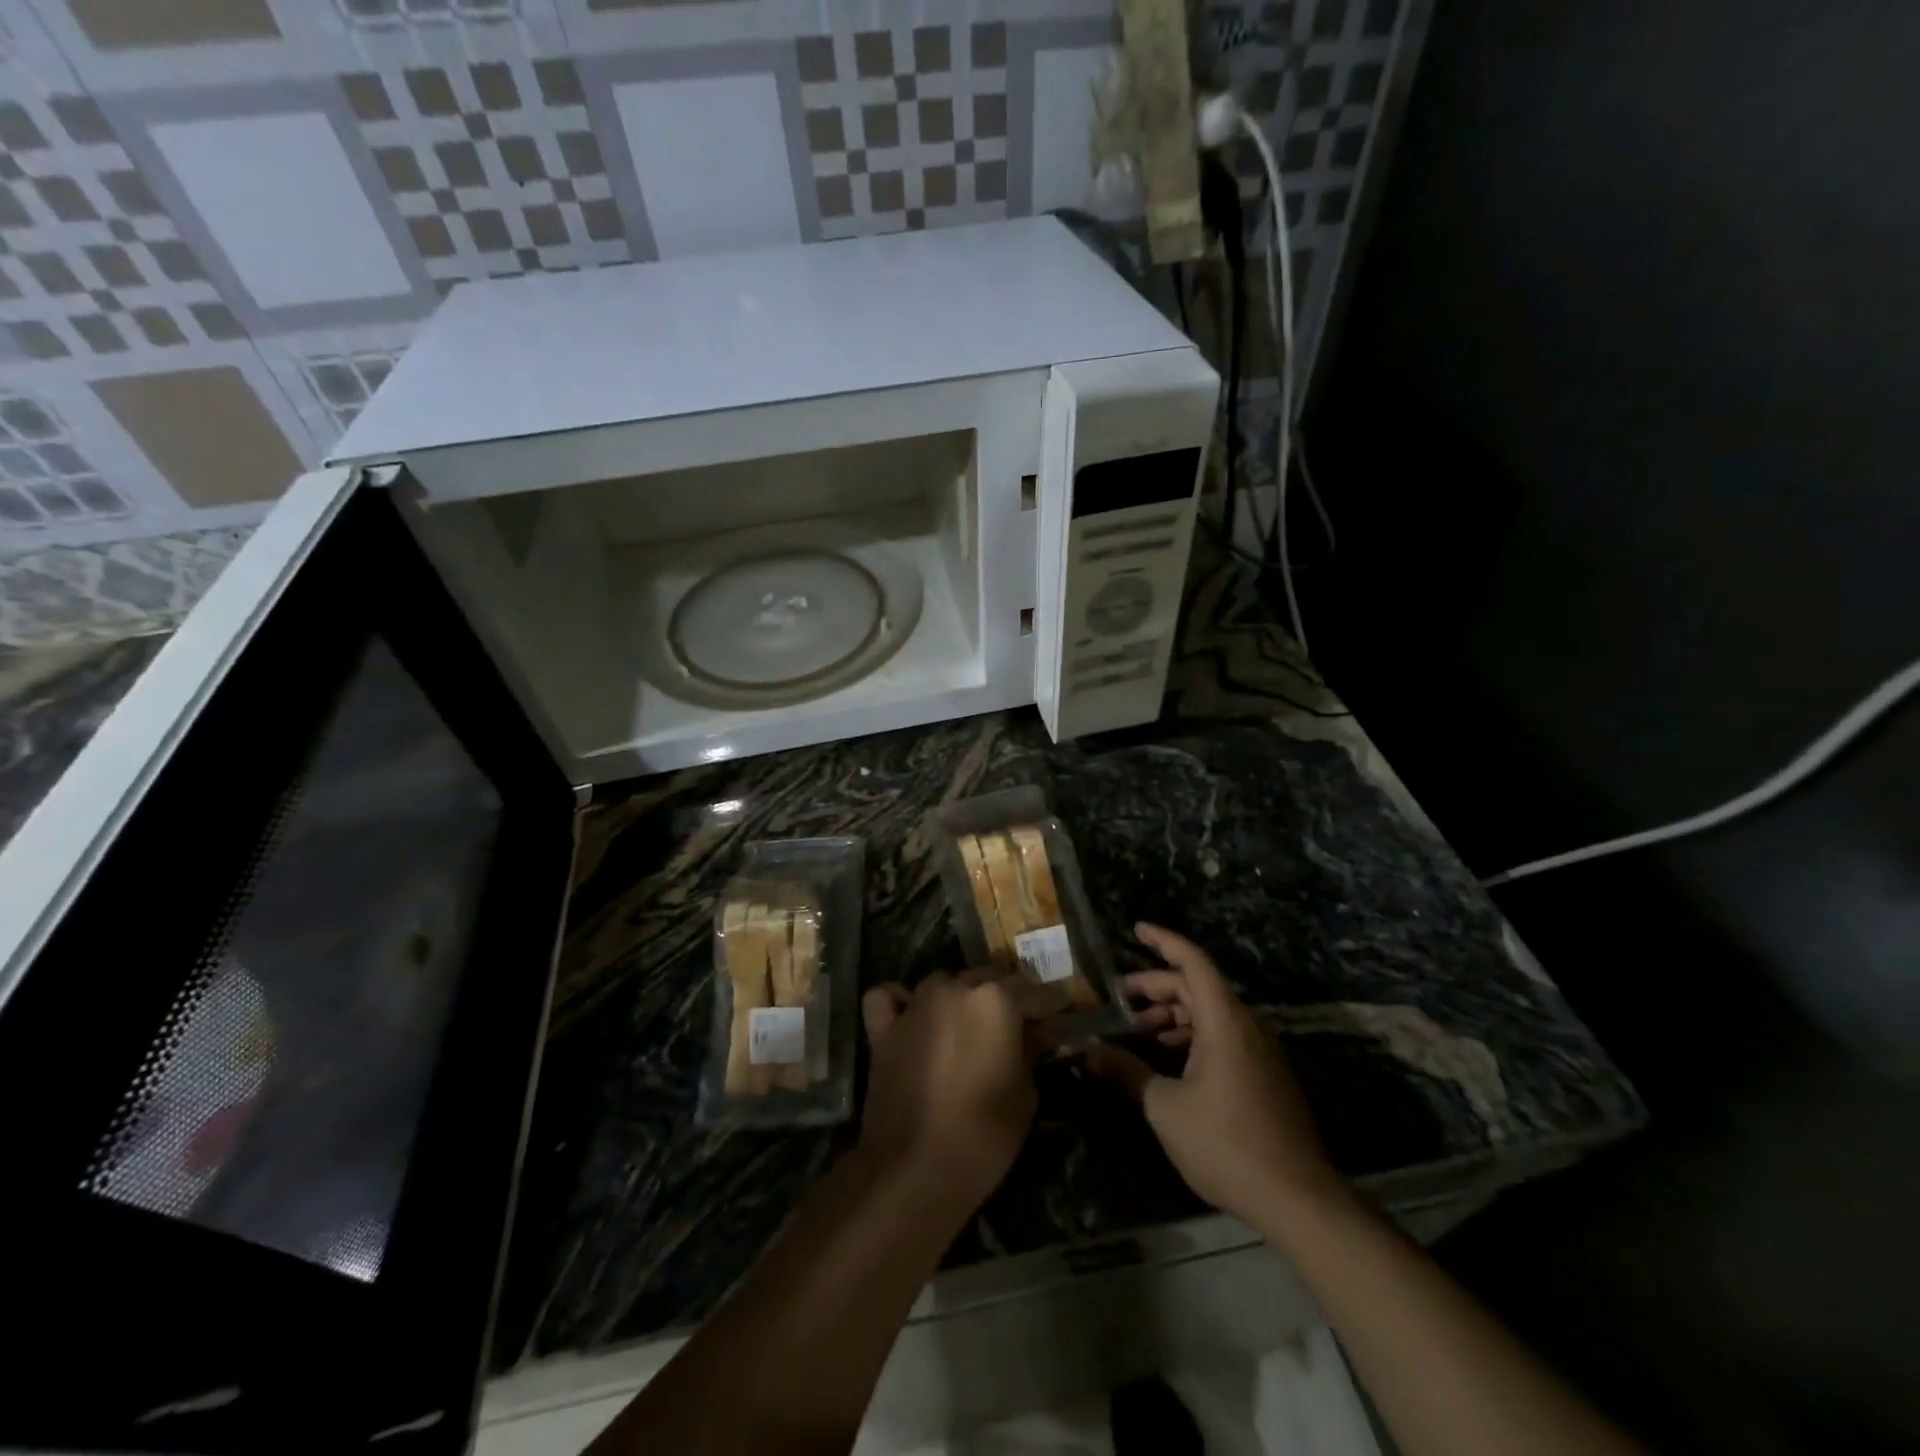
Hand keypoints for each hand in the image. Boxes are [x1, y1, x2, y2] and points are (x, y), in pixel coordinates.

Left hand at [859, 972, 1037, 1210]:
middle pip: (986, 980)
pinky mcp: (884, 1028)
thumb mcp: (1026, 1096)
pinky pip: (890, 999)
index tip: (1055, 1024)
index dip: (1046, 1009)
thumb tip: (1036, 1034)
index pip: (1032, 990)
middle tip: (1012, 1032)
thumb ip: (1031, 1052)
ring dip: (957, 999)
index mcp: (995, 999)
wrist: (913, 1169)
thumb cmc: (983, 1135)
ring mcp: (915, 1005)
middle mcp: (954, 988)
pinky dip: (900, 1003)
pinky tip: (911, 1020)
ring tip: (964, 1031)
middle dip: (1003, 1001)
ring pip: (943, 984)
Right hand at [1088, 924, 1345, 1227]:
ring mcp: (1260, 1051)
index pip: (1193, 962)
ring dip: (1175, 1014)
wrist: (1297, 1199)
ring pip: (1211, 1013)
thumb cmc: (1226, 1144)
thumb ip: (1126, 1072)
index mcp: (1224, 1021)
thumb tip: (1088, 1053)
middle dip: (1157, 987)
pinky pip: (1225, 1036)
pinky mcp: (1265, 1075)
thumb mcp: (1164, 1107)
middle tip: (1120, 999)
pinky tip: (1172, 1059)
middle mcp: (1246, 1026)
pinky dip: (1194, 1035)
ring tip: (1141, 1029)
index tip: (1136, 930)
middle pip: (1198, 987)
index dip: (1163, 941)